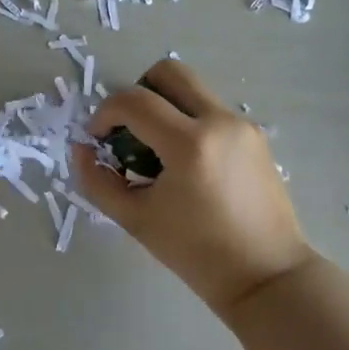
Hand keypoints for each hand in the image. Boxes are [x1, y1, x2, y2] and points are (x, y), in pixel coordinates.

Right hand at [75, 58, 313, 318]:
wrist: (267, 277)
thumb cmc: (197, 254)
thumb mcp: (136, 219)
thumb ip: (98, 180)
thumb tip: (81, 148)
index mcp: (190, 144)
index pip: (133, 101)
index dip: (104, 113)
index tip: (97, 138)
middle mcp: (219, 121)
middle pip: (168, 72)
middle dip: (138, 92)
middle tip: (129, 129)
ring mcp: (242, 125)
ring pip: (191, 89)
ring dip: (164, 105)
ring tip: (157, 151)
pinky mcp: (255, 135)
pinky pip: (211, 110)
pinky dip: (188, 121)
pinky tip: (186, 164)